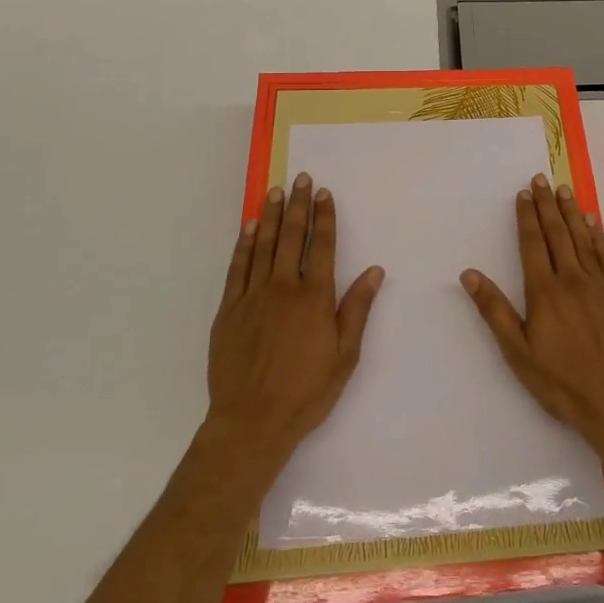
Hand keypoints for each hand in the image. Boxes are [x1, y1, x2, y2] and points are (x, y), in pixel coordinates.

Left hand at [205, 173, 384, 464]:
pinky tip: (249, 227)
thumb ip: (357, 309)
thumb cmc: (306, 392)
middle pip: (292, 237)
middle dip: (298, 205)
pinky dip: (244, 244)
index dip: (324, 217)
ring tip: (276, 191)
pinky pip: (237, 267)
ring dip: (271, 215)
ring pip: (264, 245)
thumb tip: (374, 271)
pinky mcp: (229, 310)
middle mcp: (284, 288)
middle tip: (300, 179)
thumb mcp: (345, 355)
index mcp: (314, 298)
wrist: (251, 423)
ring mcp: (253, 297)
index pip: (322, 246)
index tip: (324, 193)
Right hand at [460, 174, 603, 458]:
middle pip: (557, 233)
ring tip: (563, 190)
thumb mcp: (517, 351)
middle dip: (547, 205)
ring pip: (582, 238)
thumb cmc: (559, 380)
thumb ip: (494, 310)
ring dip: (570, 212)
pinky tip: (592, 221)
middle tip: (541, 179)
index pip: (533, 243)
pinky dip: (597, 235)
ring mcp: (599, 284)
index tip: (524, 194)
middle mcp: (572, 279)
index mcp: (544, 291)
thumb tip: (470, 274)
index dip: (527, 217)